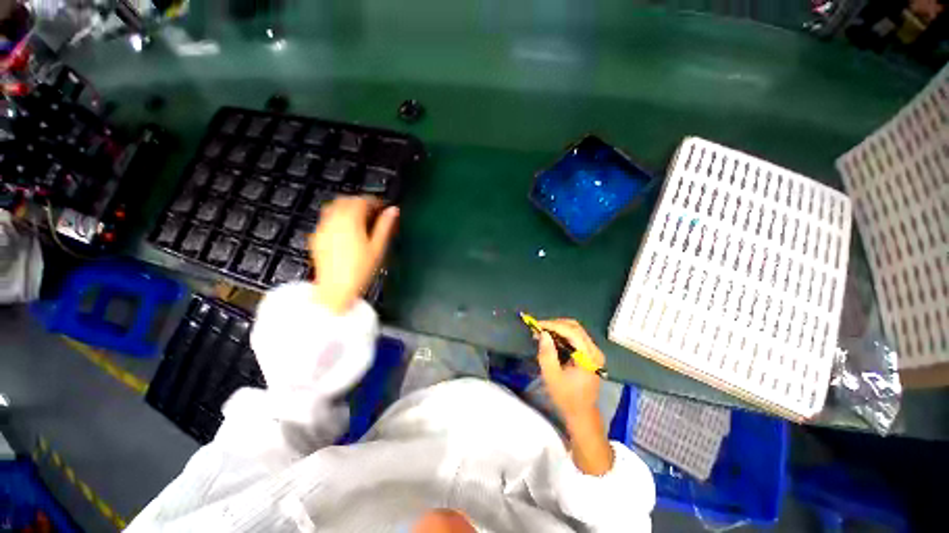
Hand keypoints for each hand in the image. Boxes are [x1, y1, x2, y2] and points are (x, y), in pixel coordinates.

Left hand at [309, 197, 398, 313]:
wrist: (335, 290)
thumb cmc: (360, 270)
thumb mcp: (377, 248)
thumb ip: (385, 226)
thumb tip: (393, 210)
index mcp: (350, 222)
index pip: (361, 201)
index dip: (374, 201)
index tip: (382, 207)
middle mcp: (333, 221)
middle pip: (345, 200)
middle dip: (360, 202)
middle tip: (372, 212)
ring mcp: (322, 228)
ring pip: (333, 207)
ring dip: (347, 208)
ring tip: (359, 220)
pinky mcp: (316, 237)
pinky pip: (326, 219)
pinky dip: (337, 217)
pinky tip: (345, 230)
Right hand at [535, 318, 612, 475]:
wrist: (582, 413)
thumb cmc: (566, 397)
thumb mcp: (552, 376)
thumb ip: (547, 353)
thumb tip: (543, 333)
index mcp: (588, 357)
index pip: (571, 332)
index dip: (553, 325)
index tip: (537, 325)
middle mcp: (595, 351)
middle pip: (575, 327)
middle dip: (555, 324)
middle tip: (539, 328)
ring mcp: (594, 352)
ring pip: (575, 330)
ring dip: (558, 328)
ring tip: (542, 333)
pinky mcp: (590, 354)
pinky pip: (576, 337)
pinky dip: (562, 334)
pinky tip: (551, 339)